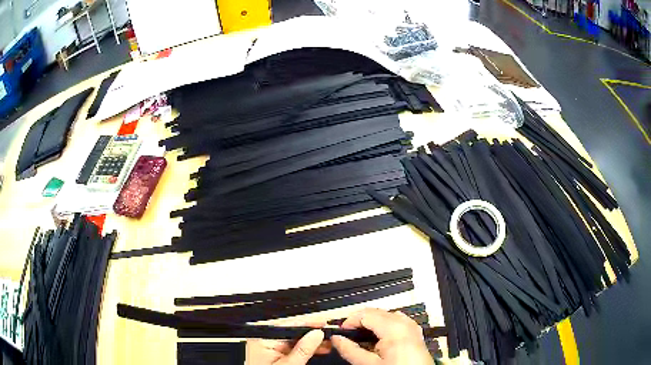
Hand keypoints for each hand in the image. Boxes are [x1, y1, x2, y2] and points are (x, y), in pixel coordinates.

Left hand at [245, 320, 330, 364]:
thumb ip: (303, 349)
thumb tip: (316, 334)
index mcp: (263, 340)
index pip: (288, 326)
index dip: (307, 323)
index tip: (323, 323)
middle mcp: (264, 342)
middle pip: (291, 333)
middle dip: (311, 334)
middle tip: (329, 334)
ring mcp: (269, 350)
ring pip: (294, 342)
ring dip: (311, 342)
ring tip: (327, 343)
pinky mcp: (275, 357)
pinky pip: (292, 349)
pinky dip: (306, 350)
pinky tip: (318, 350)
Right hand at [331, 308, 433, 364]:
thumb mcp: (370, 364)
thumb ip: (351, 351)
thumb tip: (336, 339)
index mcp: (394, 328)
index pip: (365, 314)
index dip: (349, 321)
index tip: (340, 333)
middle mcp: (405, 322)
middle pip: (376, 312)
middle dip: (359, 321)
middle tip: (346, 336)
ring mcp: (412, 326)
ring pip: (385, 316)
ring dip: (370, 323)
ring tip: (359, 338)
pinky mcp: (414, 332)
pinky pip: (396, 321)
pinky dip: (383, 326)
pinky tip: (377, 340)